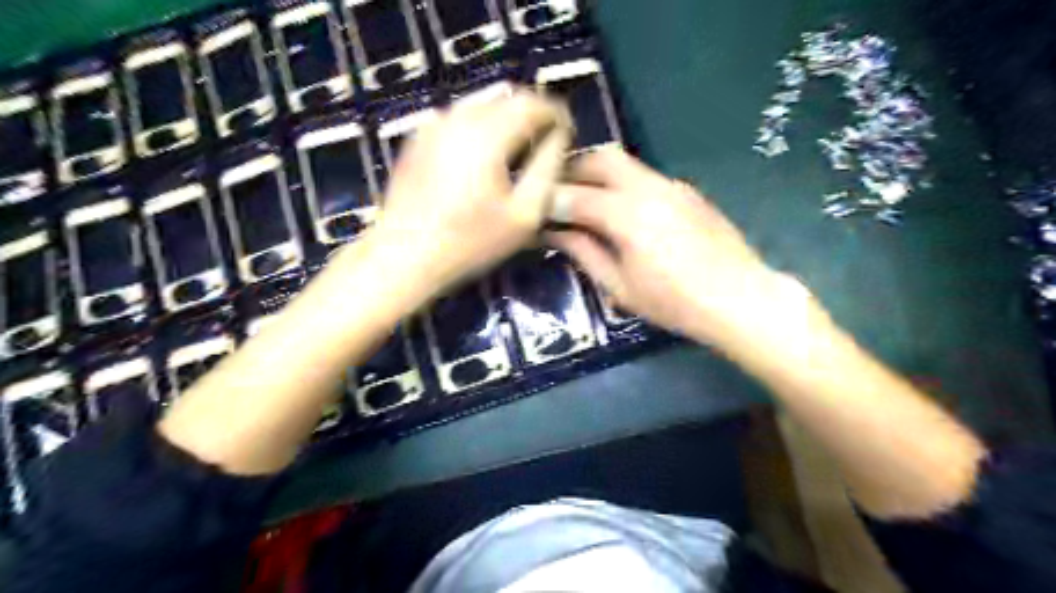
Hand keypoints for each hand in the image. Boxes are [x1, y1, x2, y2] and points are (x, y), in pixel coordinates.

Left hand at [371, 89, 568, 300]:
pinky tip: (483, 162)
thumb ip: (549, 168)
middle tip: (545, 149)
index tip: (568, 138)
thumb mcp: (524, 213)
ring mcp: (434, 123)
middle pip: (508, 97)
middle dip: (533, 117)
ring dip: (508, 121)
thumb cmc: (470, 242)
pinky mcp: (419, 136)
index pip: (534, 102)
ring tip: (516, 157)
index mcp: (487, 133)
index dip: (557, 115)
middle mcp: (458, 116)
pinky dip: (482, 128)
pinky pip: (461, 118)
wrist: (403, 257)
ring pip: (484, 104)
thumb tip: (559, 137)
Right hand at [545, 147, 782, 344]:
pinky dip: (621, 183)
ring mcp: (672, 185)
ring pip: (624, 162)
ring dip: (597, 173)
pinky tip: (620, 210)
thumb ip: (583, 252)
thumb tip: (554, 232)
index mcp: (628, 215)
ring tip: (583, 199)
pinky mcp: (686, 191)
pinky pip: (644, 175)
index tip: (533, 208)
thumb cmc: (674, 302)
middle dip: (573, 169)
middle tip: (556, 193)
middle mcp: (649, 188)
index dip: (549, 200)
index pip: (575, 194)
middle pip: (601, 158)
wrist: (739, 298)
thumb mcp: (620, 285)